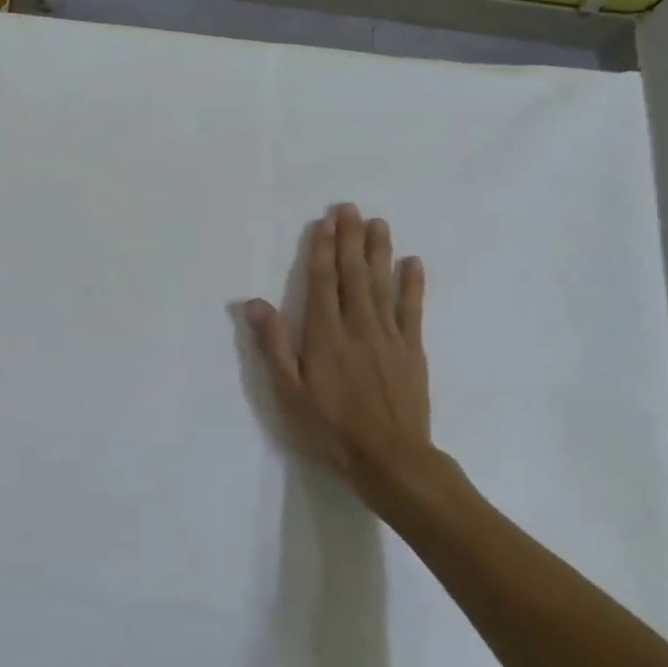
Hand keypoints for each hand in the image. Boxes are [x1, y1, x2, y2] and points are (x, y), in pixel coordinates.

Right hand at [245, 204, 460, 515]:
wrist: (390, 458)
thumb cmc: (331, 428)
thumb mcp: (289, 393)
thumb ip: (273, 346)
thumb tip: (254, 303)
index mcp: (325, 334)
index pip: (323, 281)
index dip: (323, 249)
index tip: (326, 222)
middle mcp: (358, 326)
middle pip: (353, 274)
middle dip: (350, 239)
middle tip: (350, 208)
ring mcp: (389, 336)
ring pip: (382, 284)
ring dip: (379, 251)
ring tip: (378, 223)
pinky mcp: (412, 349)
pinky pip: (412, 309)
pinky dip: (412, 284)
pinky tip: (412, 263)